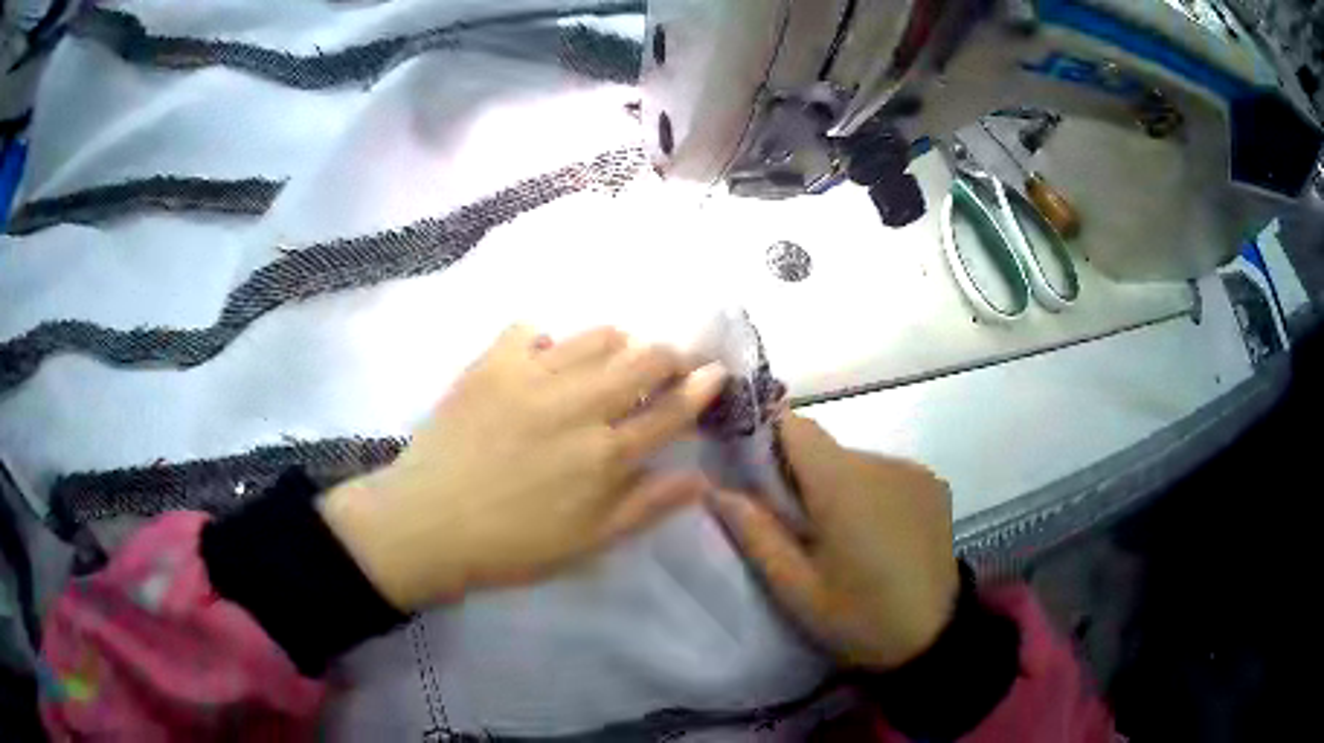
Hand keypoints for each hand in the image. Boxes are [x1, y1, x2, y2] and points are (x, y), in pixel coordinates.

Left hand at [319, 325, 726, 611]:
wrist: (429, 525)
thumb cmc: (514, 544)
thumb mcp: (591, 541)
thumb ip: (648, 505)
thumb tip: (702, 478)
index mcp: (607, 454)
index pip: (671, 409)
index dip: (700, 387)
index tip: (715, 371)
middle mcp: (579, 405)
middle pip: (643, 359)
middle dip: (667, 356)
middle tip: (663, 366)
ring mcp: (533, 376)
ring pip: (595, 335)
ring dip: (613, 345)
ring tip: (605, 363)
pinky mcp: (491, 363)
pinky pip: (531, 329)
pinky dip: (545, 341)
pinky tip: (540, 362)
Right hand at [714, 413, 959, 670]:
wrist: (935, 638)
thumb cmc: (859, 618)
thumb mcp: (797, 589)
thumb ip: (757, 534)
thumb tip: (716, 489)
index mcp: (843, 484)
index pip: (795, 426)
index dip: (766, 439)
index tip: (750, 473)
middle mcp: (881, 462)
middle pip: (823, 448)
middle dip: (800, 476)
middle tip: (791, 526)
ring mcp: (913, 471)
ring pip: (854, 462)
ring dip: (837, 487)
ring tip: (837, 539)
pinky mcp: (933, 484)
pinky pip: (884, 475)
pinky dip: (869, 494)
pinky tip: (874, 536)